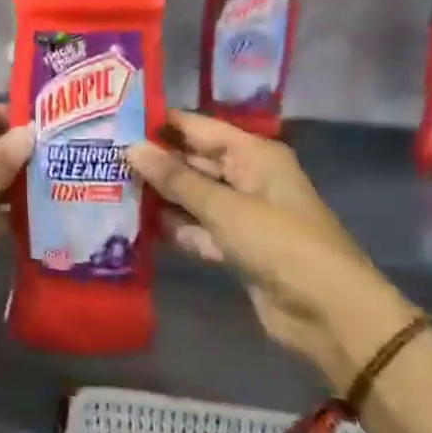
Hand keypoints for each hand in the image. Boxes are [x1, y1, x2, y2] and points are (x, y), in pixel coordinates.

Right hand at [126, 112, 416, 390]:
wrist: (329, 313)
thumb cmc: (280, 244)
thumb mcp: (224, 207)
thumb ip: (176, 179)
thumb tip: (131, 147)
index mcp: (254, 155)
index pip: (200, 127)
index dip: (161, 123)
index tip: (116, 119)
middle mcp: (248, 178)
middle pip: (194, 162)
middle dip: (155, 161)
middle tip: (103, 156)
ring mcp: (242, 214)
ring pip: (192, 197)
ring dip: (160, 197)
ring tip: (109, 187)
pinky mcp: (236, 248)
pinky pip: (197, 229)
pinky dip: (174, 228)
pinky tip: (135, 225)